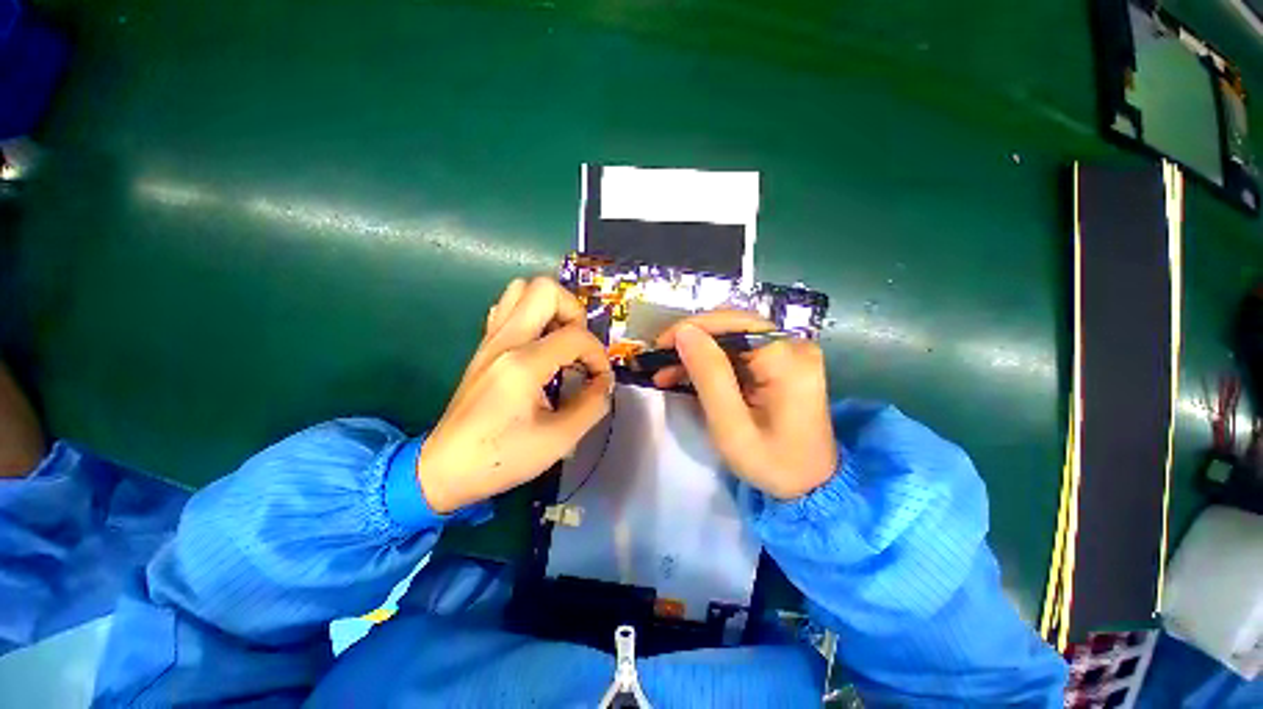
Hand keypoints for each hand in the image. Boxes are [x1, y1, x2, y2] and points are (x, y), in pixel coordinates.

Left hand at [418, 277, 613, 512]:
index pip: (576, 336)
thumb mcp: (559, 439)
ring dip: (551, 309)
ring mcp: (491, 339)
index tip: (600, 380)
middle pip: (545, 289)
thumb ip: (593, 404)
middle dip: (574, 312)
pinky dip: (531, 315)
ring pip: (522, 290)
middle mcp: (505, 340)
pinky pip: (508, 308)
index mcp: (523, 363)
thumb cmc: (501, 457)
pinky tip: (539, 346)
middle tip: (579, 346)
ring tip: (561, 341)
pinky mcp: (484, 346)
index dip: (599, 356)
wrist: (444, 468)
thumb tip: (604, 382)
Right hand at [653, 311, 836, 499]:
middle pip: (732, 325)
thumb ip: (709, 376)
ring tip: (667, 372)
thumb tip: (685, 332)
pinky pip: (739, 350)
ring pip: (731, 336)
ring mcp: (789, 351)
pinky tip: (689, 374)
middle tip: (659, 361)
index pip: (733, 323)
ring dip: (698, 351)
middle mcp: (793, 345)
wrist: (810, 483)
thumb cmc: (771, 463)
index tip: (659, 347)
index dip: (692, 329)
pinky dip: (711, 361)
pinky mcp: (782, 361)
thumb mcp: (732, 426)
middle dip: (692, 341)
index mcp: (788, 359)